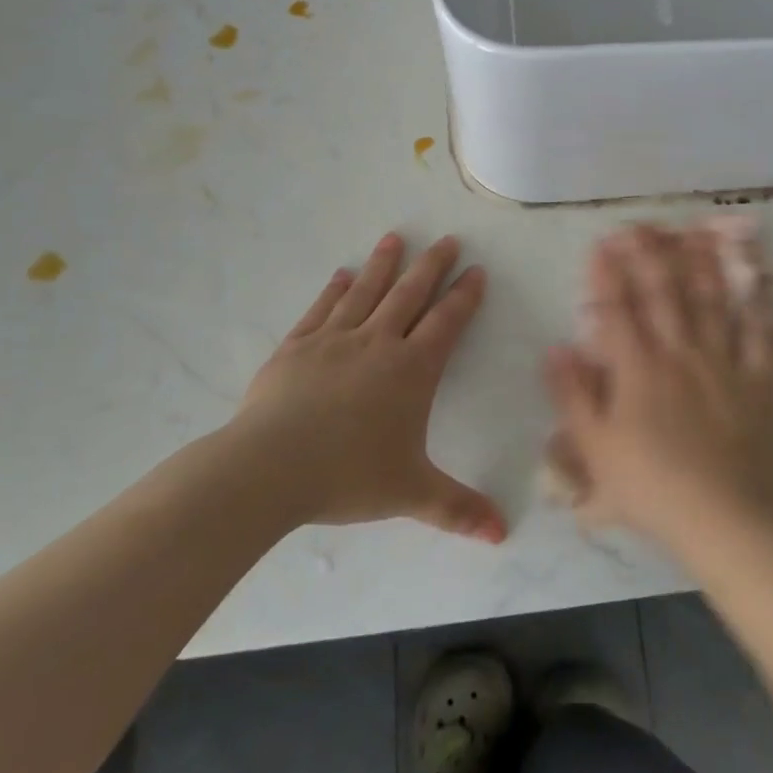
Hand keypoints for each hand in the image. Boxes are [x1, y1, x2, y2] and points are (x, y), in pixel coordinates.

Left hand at [228, 233, 506, 543]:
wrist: (269, 468)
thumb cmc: (348, 476)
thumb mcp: (411, 494)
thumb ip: (458, 509)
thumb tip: (502, 534)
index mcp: (411, 370)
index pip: (446, 322)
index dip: (464, 295)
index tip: (475, 270)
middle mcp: (377, 343)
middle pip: (410, 294)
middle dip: (431, 266)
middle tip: (445, 239)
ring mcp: (334, 340)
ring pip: (366, 292)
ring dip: (383, 264)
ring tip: (395, 238)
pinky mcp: (296, 347)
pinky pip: (321, 310)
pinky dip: (334, 290)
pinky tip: (342, 275)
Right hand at [543, 222, 772, 549]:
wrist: (724, 519)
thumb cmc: (651, 488)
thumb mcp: (594, 449)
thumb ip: (572, 395)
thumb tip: (556, 348)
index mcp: (637, 369)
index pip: (617, 310)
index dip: (607, 274)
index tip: (602, 243)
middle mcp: (680, 354)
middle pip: (663, 294)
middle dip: (649, 256)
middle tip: (642, 225)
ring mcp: (723, 365)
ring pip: (712, 303)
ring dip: (702, 264)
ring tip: (696, 232)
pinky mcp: (759, 383)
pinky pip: (761, 336)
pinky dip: (760, 306)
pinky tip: (759, 280)